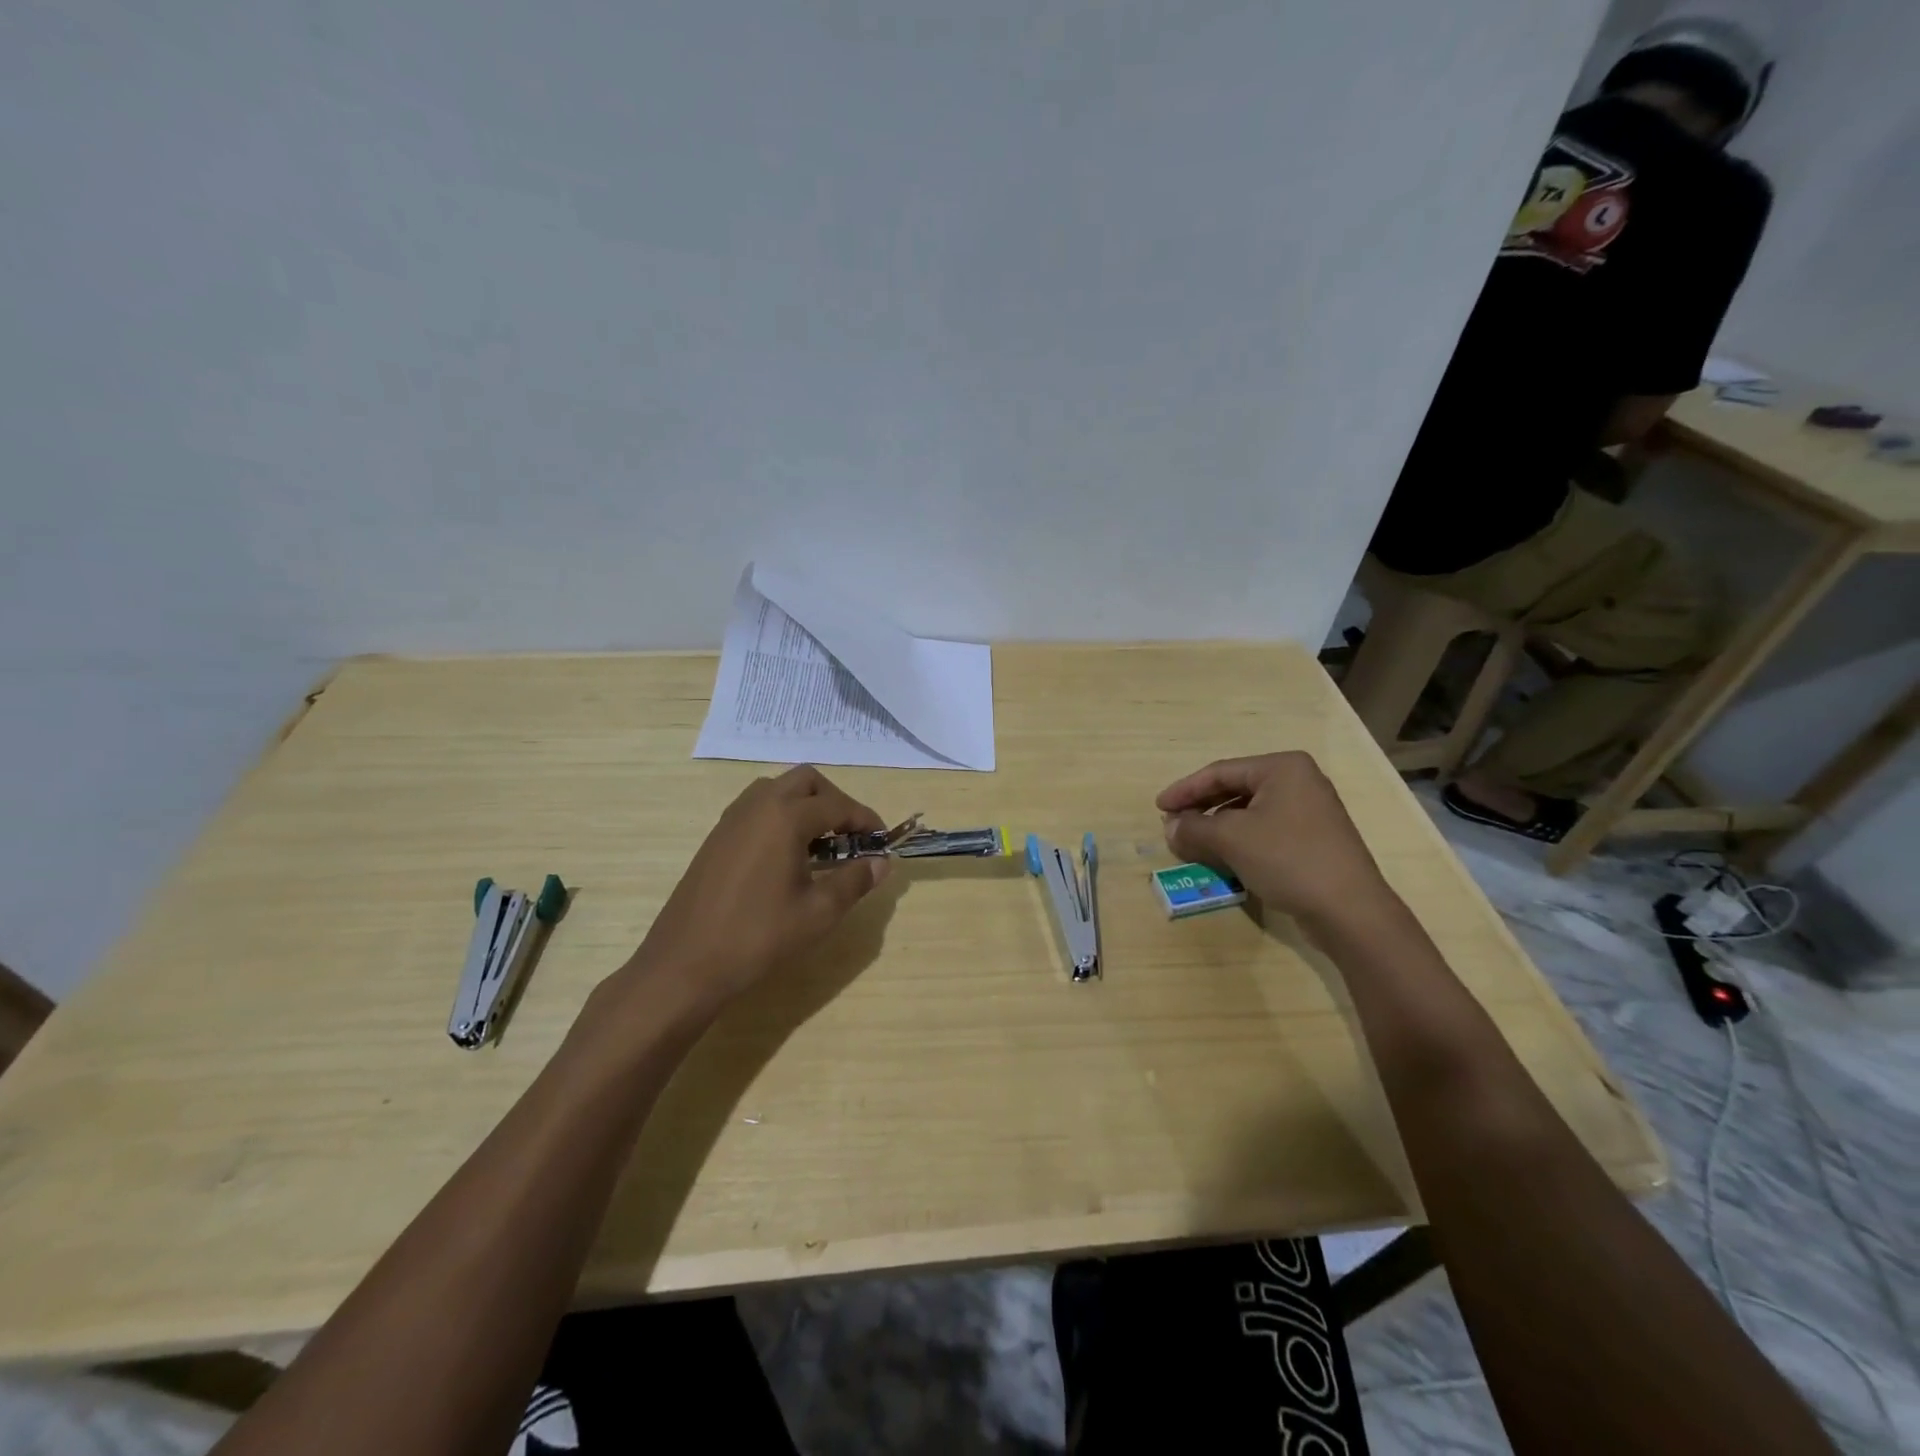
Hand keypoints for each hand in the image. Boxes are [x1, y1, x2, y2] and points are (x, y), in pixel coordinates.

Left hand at [628, 765, 890, 1007]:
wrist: (685, 964)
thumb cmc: (759, 937)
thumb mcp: (818, 912)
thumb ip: (855, 880)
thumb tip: (882, 863)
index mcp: (785, 816)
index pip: (838, 805)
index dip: (866, 821)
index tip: (882, 841)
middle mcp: (758, 805)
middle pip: (807, 781)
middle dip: (835, 802)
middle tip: (851, 837)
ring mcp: (732, 819)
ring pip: (778, 790)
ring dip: (805, 805)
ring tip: (820, 845)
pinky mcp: (717, 837)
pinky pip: (757, 809)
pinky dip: (780, 817)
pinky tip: (787, 857)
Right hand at [1155, 752, 1391, 927]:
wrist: (1349, 910)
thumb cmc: (1288, 859)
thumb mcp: (1231, 839)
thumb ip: (1194, 828)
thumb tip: (1170, 827)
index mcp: (1282, 768)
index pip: (1220, 772)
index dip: (1185, 790)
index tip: (1159, 808)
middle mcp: (1299, 781)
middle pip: (1234, 789)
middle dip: (1201, 809)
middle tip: (1174, 826)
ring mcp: (1310, 811)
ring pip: (1249, 812)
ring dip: (1217, 827)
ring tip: (1193, 844)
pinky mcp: (1313, 839)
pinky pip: (1265, 830)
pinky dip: (1239, 840)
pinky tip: (1223, 858)